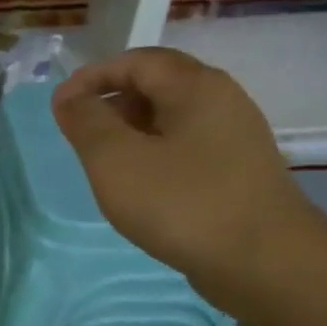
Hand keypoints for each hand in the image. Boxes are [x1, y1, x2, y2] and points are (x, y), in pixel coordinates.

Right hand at [52, 48, 326, 303]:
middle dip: (112, 103)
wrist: (266, 265)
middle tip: (80, 135)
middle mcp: (222, 101)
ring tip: (105, 165)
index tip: (60, 107)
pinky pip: (187, 149)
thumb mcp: (116, 160)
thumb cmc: (183, 204)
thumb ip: (86, 122)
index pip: (135, 61)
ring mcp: (236, 139)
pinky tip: (142, 189)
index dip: (91, 77)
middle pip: (157, 85)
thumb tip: (68, 96)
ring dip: (132, 133)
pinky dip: (156, 157)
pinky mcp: (239, 174)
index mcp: (195, 86)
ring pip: (172, 120)